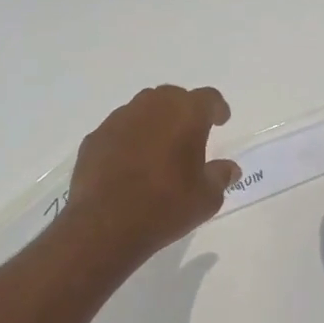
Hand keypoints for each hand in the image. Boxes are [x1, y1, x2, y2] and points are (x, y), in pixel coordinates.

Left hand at [62, 85, 240, 265]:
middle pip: (173, 97)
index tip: (221, 121)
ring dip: (155, 123)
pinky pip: (119, 131)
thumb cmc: (165, 207)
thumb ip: (220, 176)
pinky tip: (130, 164)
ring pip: (143, 110)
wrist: (105, 225)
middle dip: (184, 111)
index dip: (217, 109)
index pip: (208, 98)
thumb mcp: (206, 199)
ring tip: (159, 150)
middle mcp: (151, 107)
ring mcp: (118, 120)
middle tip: (190, 134)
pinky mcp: (95, 138)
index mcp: (186, 114)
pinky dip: (129, 140)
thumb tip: (228, 168)